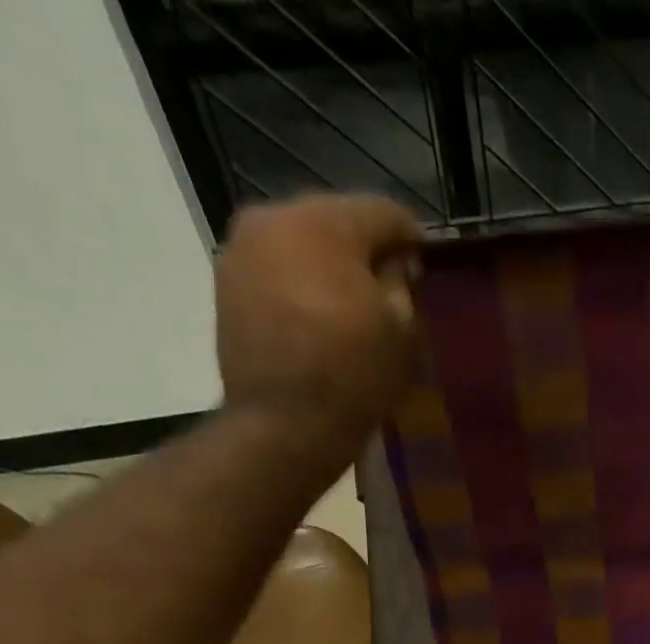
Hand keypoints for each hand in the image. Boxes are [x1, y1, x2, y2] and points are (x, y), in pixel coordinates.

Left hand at [214, 193, 423, 443]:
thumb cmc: (354, 377)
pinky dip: (298, 285)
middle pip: (335, 221)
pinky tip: (315, 319)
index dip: (411, 237)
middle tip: (387, 287)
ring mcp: (242, 248)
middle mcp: (275, 217)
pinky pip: (274, 270)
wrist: (284, 425)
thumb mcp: (401, 332)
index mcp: (326, 222)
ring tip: (348, 306)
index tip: (424, 264)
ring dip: (326, 267)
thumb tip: (397, 263)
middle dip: (363, 250)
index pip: (383, 212)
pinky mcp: (225, 283)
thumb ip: (402, 283)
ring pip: (300, 244)